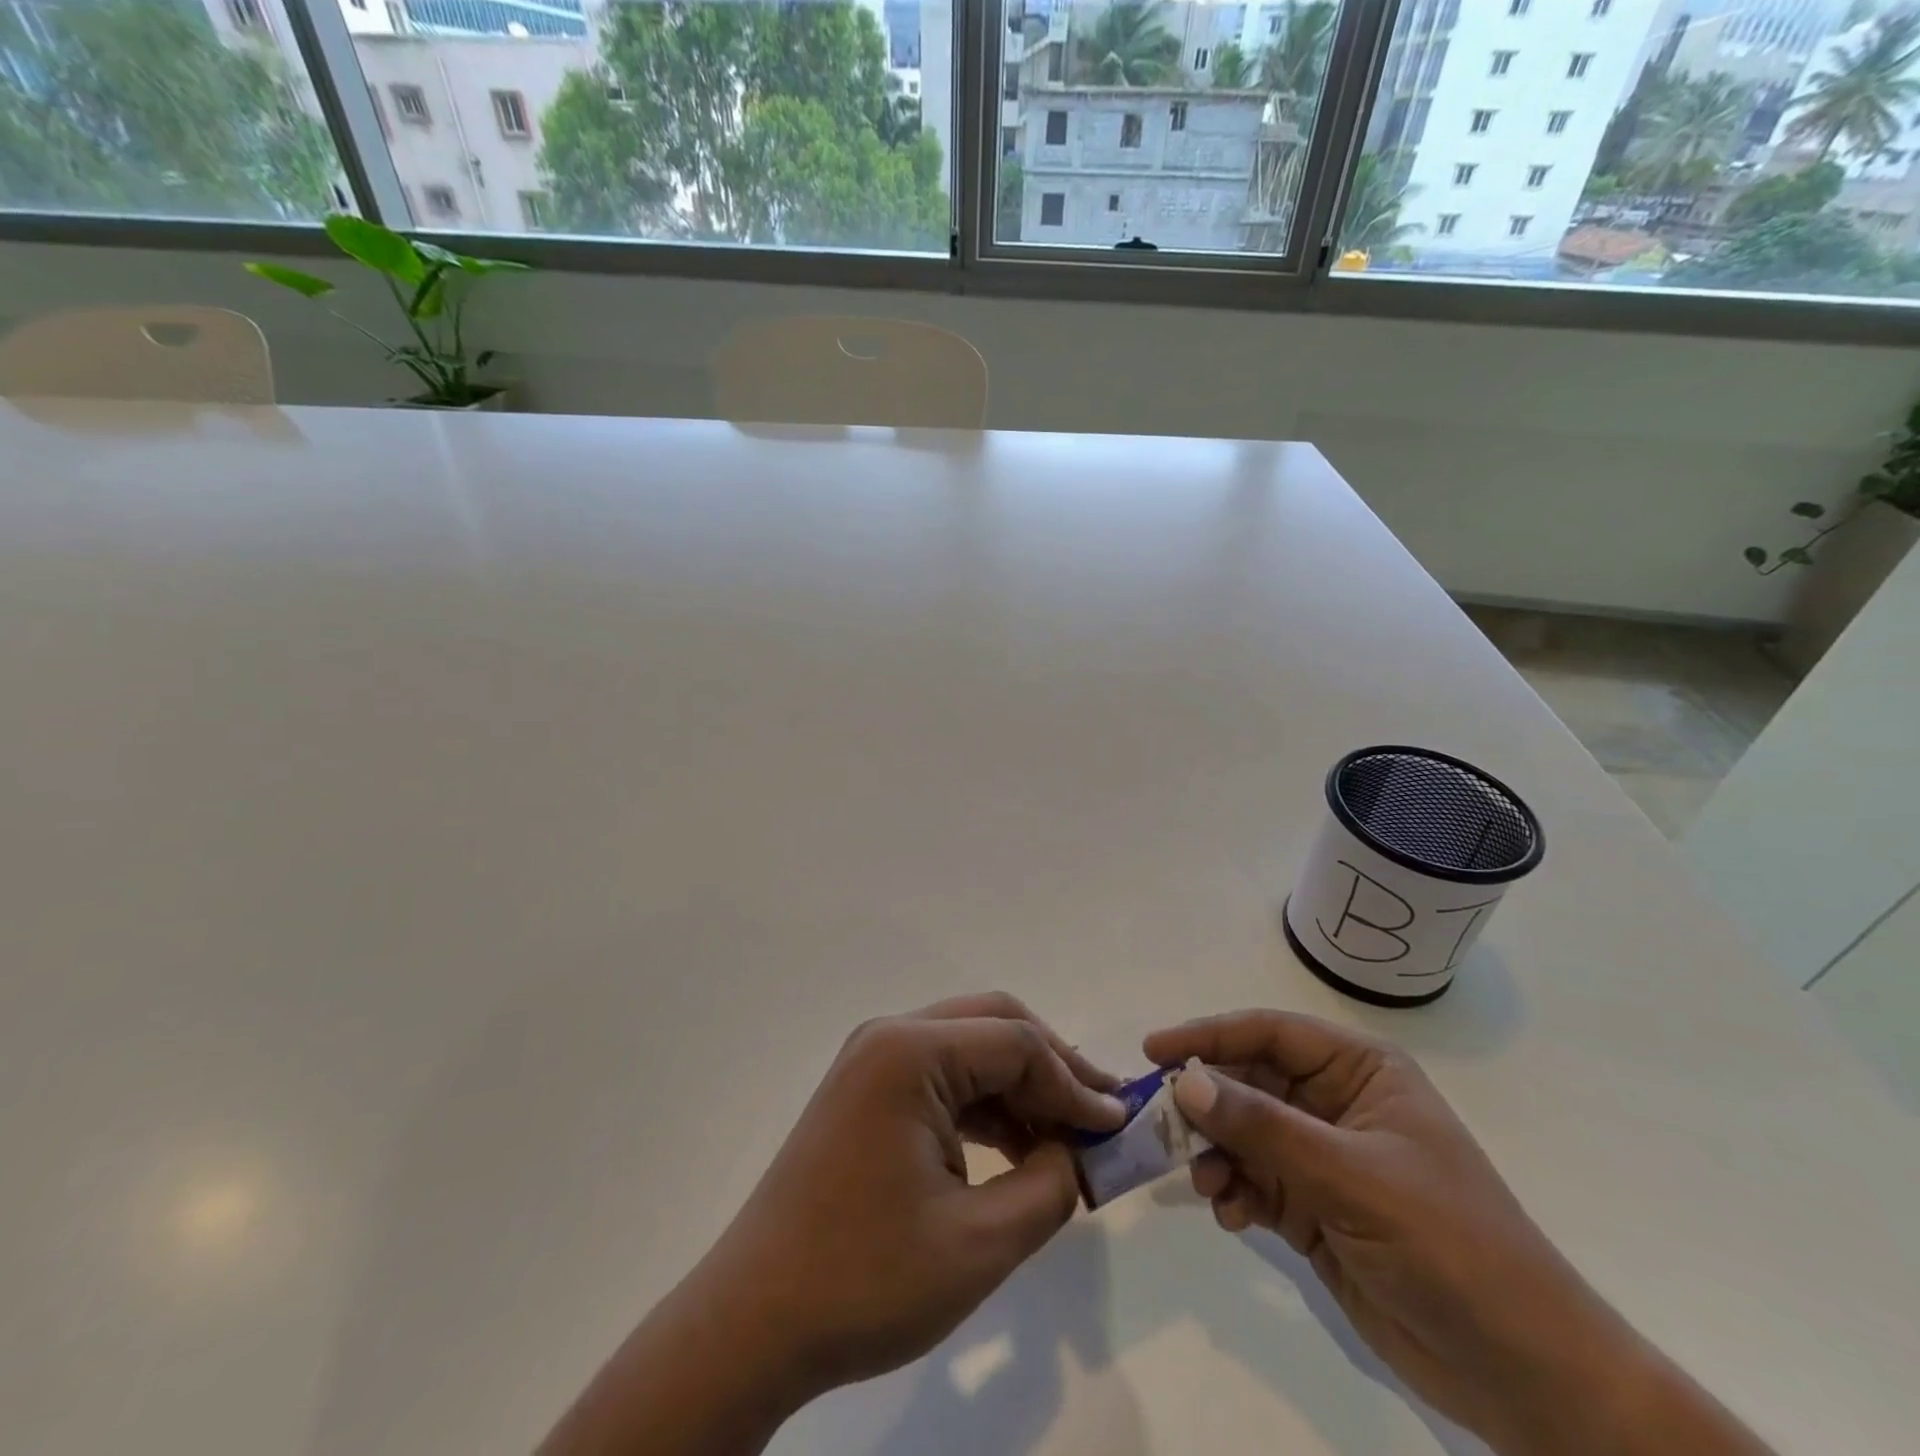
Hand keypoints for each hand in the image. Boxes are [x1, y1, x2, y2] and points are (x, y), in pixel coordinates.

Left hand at [542, 994, 1123, 1455]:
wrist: (752, 1322)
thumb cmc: (865, 1280)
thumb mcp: (979, 1243)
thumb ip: (1049, 1186)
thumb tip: (1076, 1151)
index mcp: (910, 1052)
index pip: (1017, 1043)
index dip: (1075, 1083)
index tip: (1119, 1128)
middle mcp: (889, 1037)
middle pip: (993, 1026)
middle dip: (1052, 1067)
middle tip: (1101, 1114)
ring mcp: (873, 1061)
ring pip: (969, 1049)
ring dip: (1020, 1086)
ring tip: (1069, 1136)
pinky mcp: (867, 1092)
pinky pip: (941, 1078)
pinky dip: (985, 1105)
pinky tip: (1017, 1145)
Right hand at [1146, 1011, 1769, 1455]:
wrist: (1524, 1374)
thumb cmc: (1449, 1244)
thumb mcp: (1351, 1176)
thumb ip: (1263, 1127)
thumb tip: (1184, 1083)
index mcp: (1359, 1072)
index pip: (1269, 1032)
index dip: (1209, 1035)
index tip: (1155, 1050)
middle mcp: (1335, 1105)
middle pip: (1249, 1082)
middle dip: (1206, 1102)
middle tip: (1160, 1123)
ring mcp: (1324, 1159)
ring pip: (1244, 1133)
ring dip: (1215, 1153)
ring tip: (1204, 1183)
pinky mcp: (1314, 1209)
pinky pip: (1253, 1182)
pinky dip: (1232, 1192)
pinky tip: (1229, 1215)